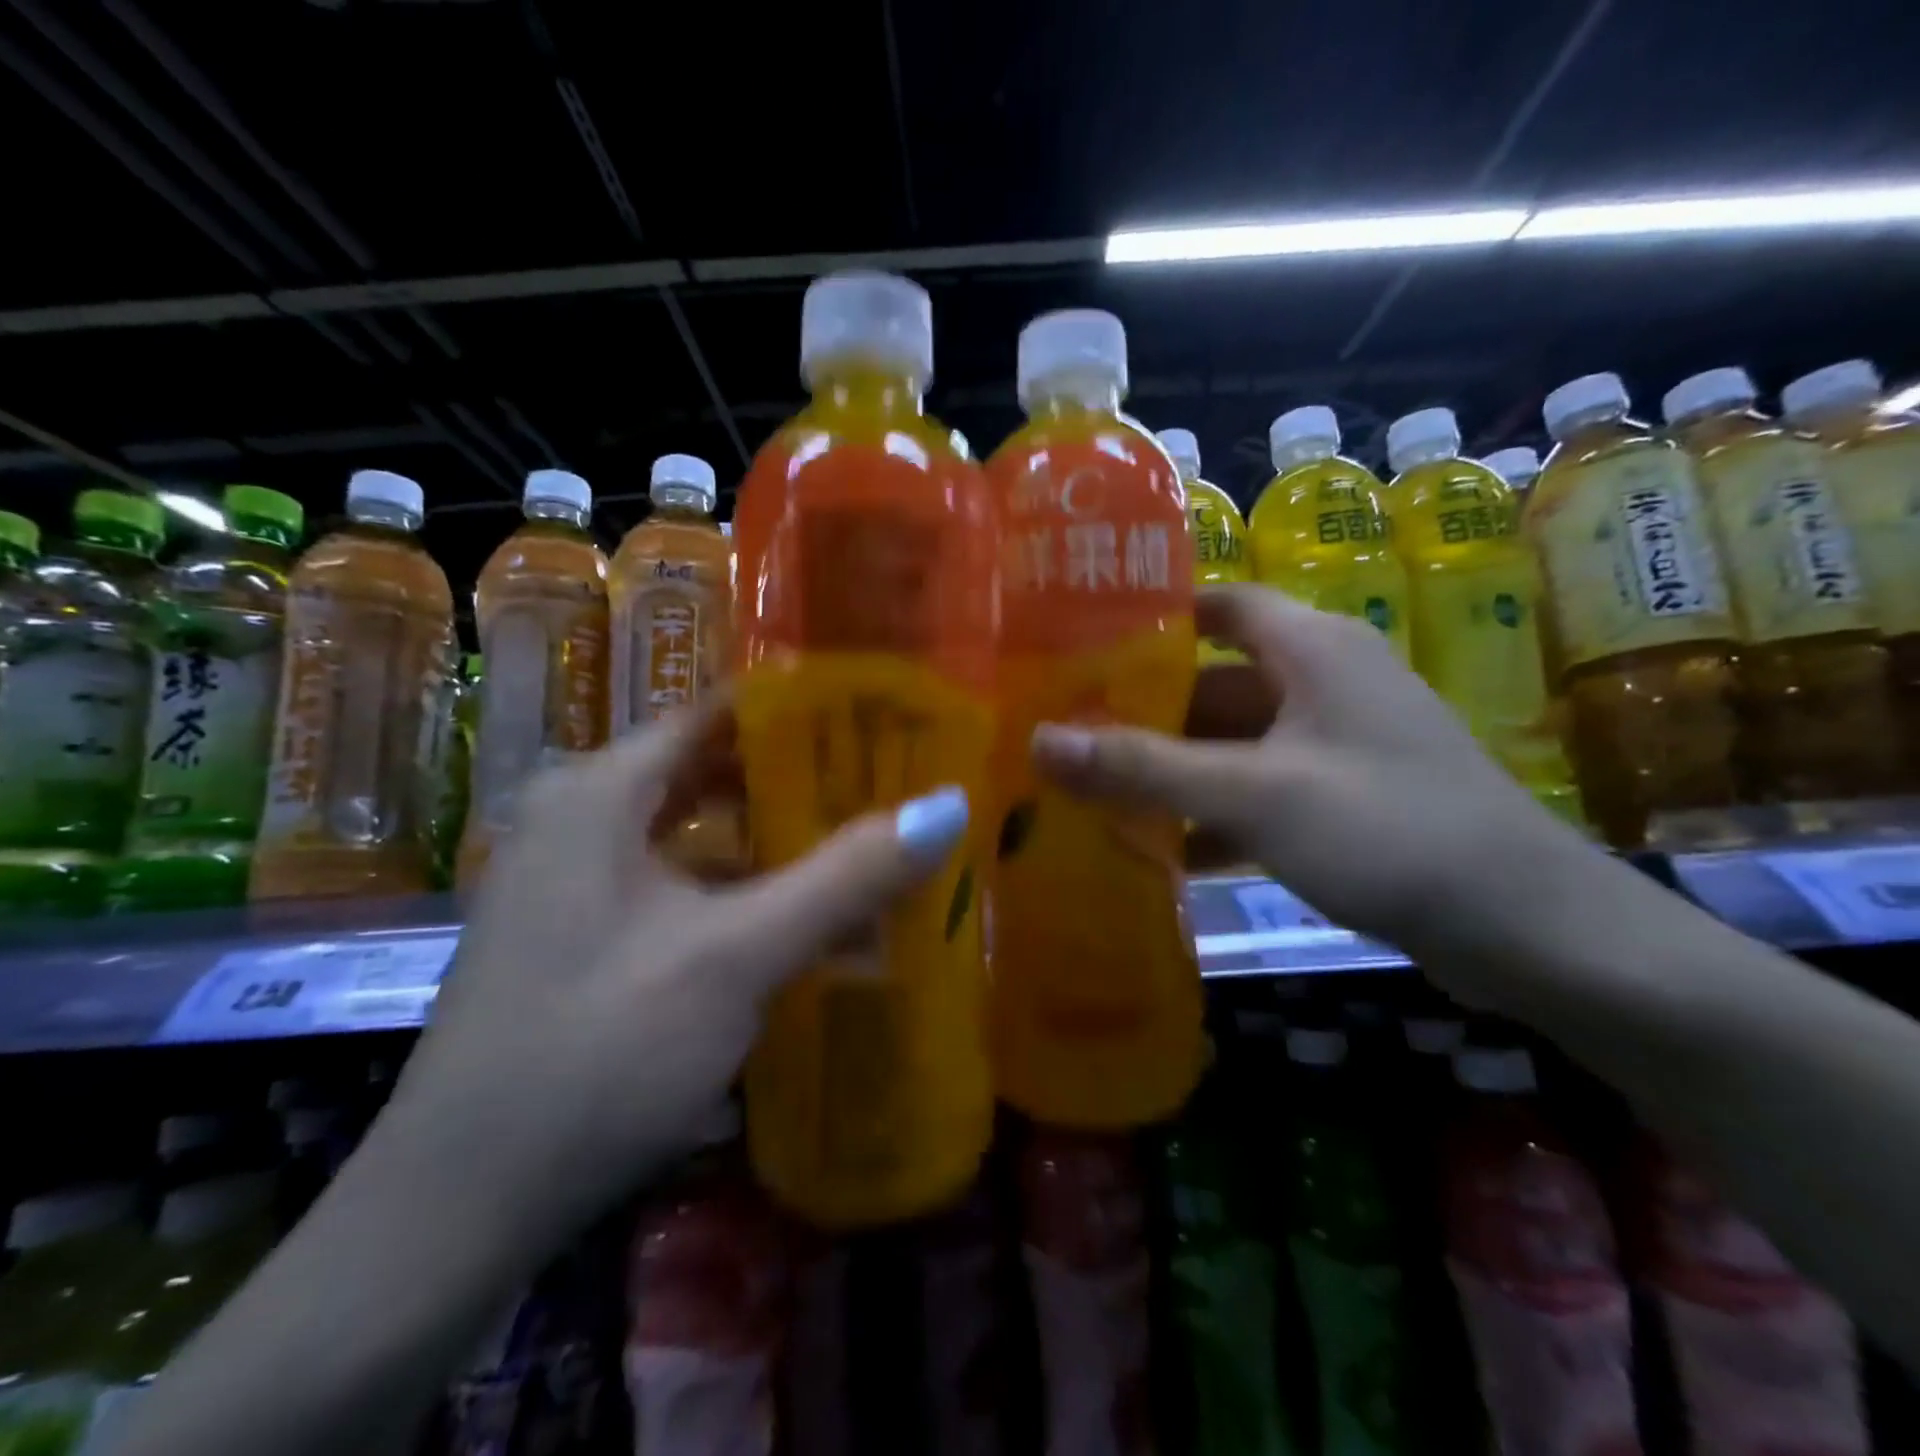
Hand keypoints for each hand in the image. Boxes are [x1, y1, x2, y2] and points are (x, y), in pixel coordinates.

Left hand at [374, 701, 970, 1255]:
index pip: (719, 712)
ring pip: (697, 832)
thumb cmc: (597, 1054)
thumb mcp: (737, 956)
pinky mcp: (580, 935)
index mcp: (599, 790)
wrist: (454, 1214)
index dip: (802, 711)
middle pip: (711, 770)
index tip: (882, 721)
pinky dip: (740, 888)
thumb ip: (847, 877)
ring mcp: (573, 879)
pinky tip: (798, 915)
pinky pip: (678, 883)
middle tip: (890, 782)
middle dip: (800, 778)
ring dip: (775, 839)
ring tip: (862, 840)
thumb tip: (950, 805)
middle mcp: (579, 816)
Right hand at [1032, 583, 1594, 964]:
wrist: (1530, 931)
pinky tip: (1158, 846)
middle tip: (1065, 732)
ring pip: (1230, 742)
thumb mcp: (1254, 795)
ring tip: (1090, 790)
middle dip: (1142, 709)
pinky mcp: (1340, 800)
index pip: (1217, 603)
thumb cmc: (1390, 831)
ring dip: (1170, 768)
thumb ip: (1143, 769)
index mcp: (1311, 649)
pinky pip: (1255, 790)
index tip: (1078, 642)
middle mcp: (1321, 683)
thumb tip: (1039, 743)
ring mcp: (1332, 745)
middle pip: (1212, 680)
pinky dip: (1209, 812)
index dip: (1150, 617)